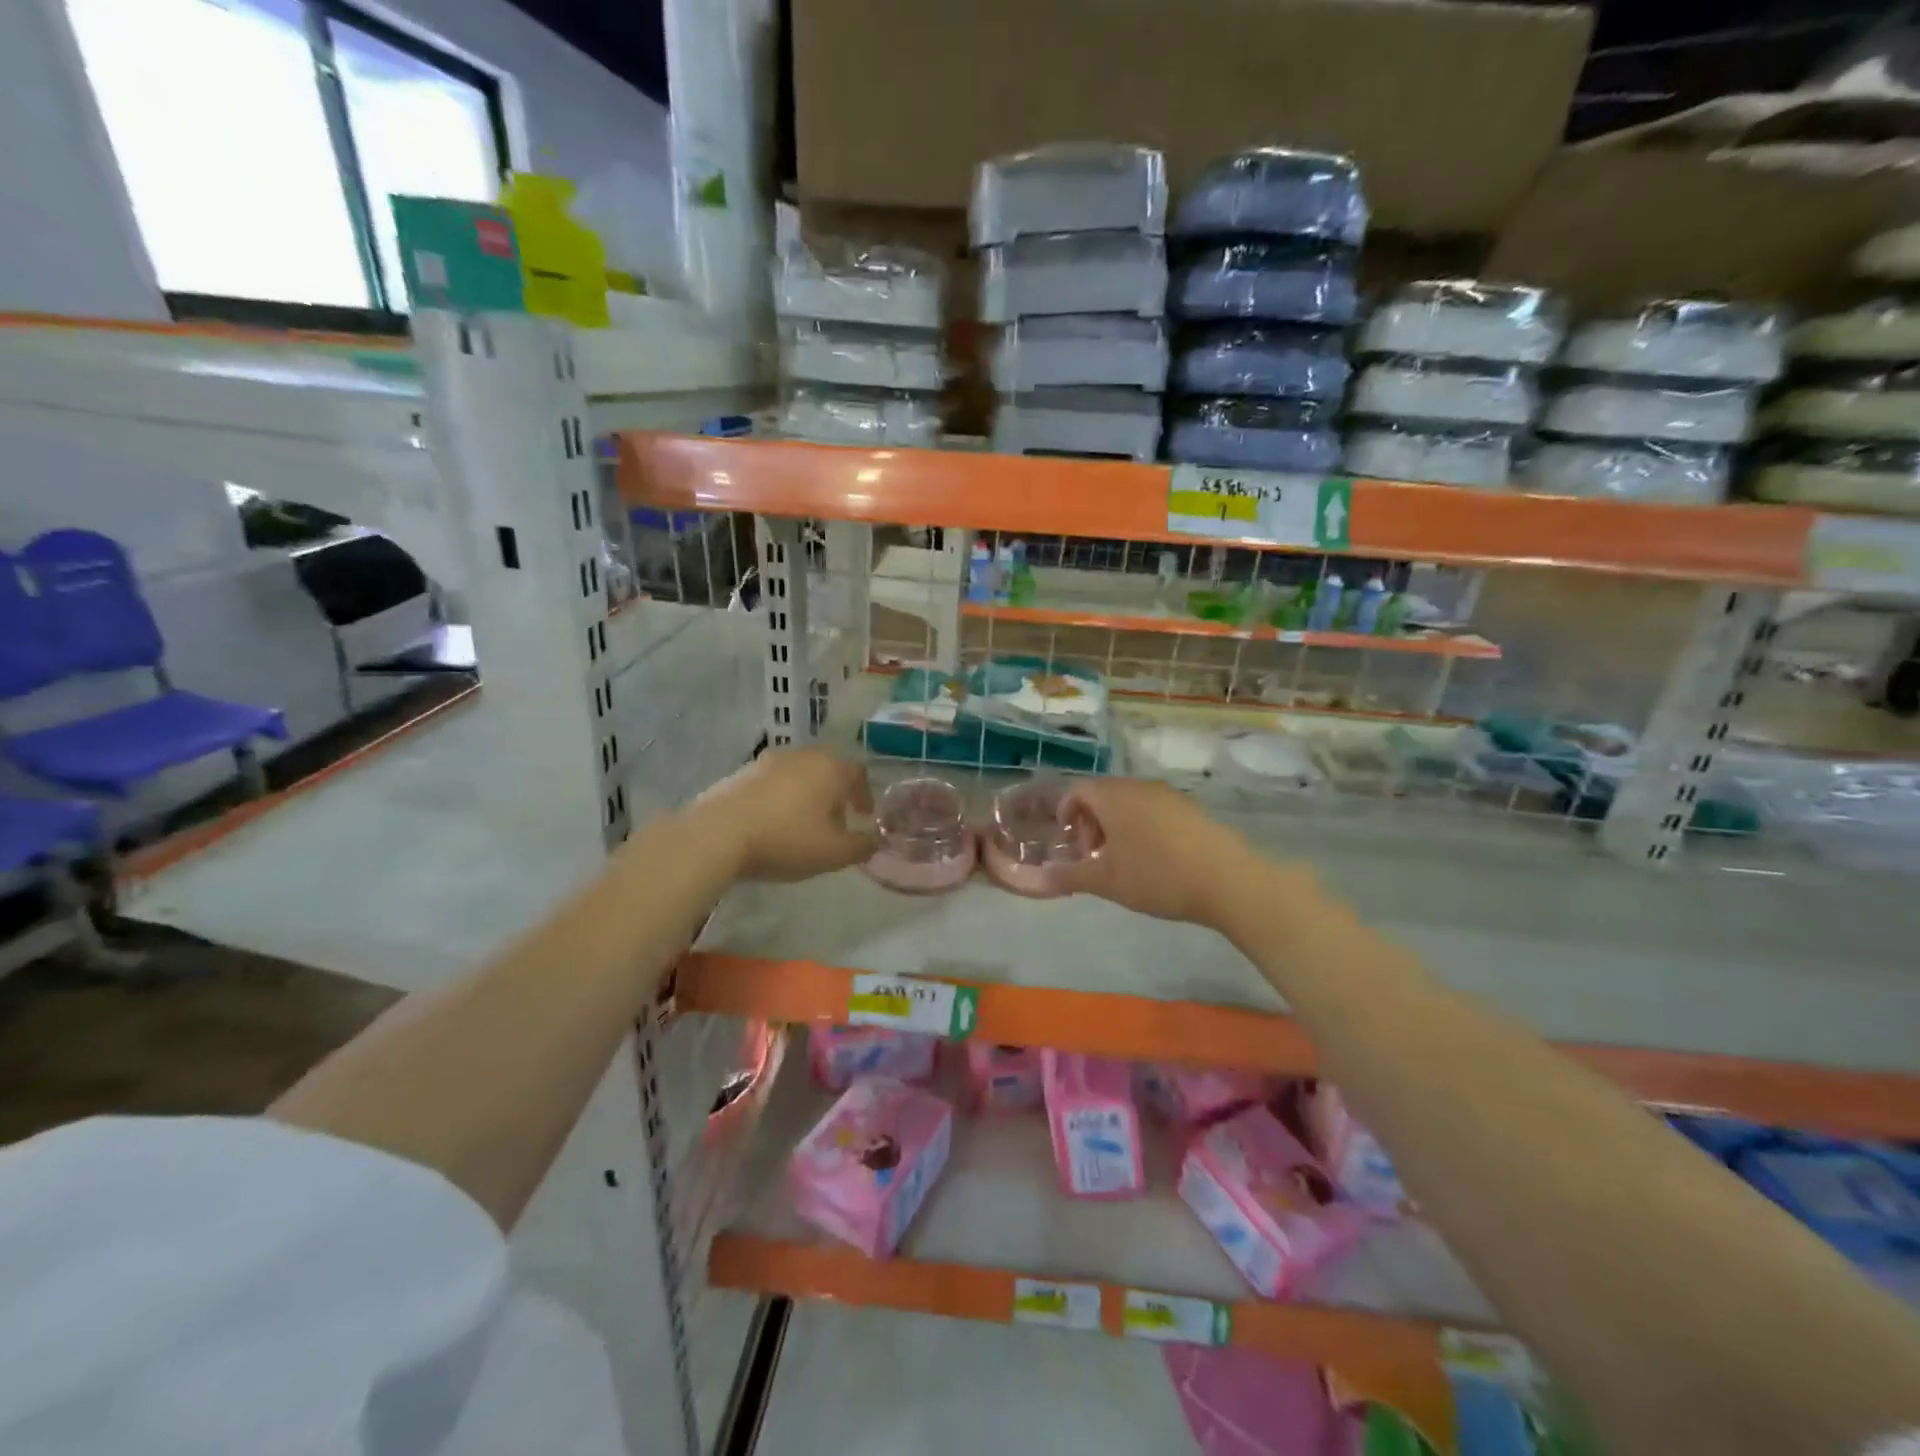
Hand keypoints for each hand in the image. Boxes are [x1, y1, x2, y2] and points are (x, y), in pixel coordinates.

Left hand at [693, 748, 876, 882]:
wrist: (717, 834)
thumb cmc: (786, 839)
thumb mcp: (834, 853)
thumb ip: (862, 846)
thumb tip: (875, 840)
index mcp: (830, 768)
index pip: (858, 774)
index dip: (864, 796)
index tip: (863, 816)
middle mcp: (802, 755)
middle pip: (827, 769)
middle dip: (835, 793)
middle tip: (835, 819)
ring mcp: (768, 760)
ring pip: (798, 773)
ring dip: (806, 794)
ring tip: (802, 823)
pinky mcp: (740, 772)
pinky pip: (771, 782)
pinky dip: (780, 797)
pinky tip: (772, 821)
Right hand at [1054, 777, 1275, 928]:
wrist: (1228, 881)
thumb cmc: (1157, 876)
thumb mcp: (1106, 881)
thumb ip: (1069, 876)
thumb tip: (1037, 878)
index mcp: (1113, 796)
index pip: (1077, 790)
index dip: (1066, 814)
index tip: (1071, 845)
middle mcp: (1139, 786)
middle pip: (1103, 795)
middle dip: (1091, 823)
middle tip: (1094, 857)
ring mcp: (1168, 796)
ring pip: (1129, 803)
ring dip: (1116, 826)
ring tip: (1122, 862)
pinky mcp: (1190, 809)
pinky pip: (1153, 810)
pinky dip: (1142, 827)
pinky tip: (1153, 860)